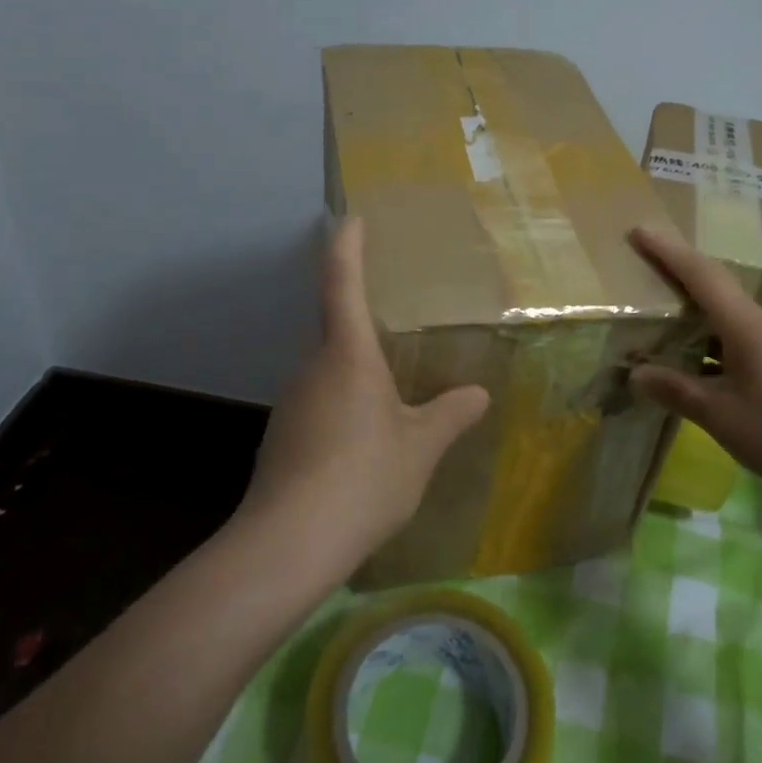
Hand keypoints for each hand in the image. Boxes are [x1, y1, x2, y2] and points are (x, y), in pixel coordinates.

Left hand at [237, 217, 489, 577]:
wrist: (288, 544)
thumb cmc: (363, 478)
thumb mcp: (420, 447)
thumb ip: (450, 414)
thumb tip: (478, 393)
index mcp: (347, 355)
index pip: (343, 283)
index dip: (347, 246)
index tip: (351, 218)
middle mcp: (312, 368)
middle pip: (335, 328)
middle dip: (362, 319)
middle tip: (398, 324)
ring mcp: (291, 402)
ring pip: (328, 370)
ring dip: (356, 370)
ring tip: (392, 389)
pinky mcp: (283, 436)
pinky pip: (319, 402)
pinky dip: (344, 404)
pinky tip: (366, 438)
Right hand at [627, 227, 761, 516]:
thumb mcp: (721, 417)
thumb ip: (677, 391)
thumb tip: (637, 373)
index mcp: (750, 327)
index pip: (702, 275)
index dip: (669, 251)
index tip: (640, 230)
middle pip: (721, 296)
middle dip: (684, 291)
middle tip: (650, 293)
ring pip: (739, 326)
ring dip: (706, 329)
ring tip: (676, 347)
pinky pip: (757, 346)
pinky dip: (728, 351)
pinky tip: (719, 380)